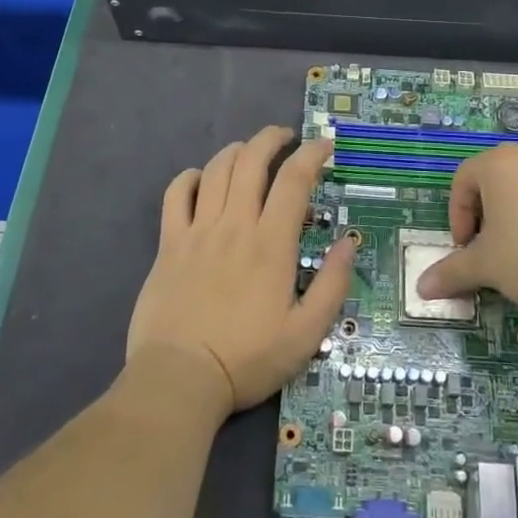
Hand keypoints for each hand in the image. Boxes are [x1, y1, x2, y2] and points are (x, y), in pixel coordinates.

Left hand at [127, 127, 355, 418]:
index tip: (324, 146)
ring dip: (236, 151)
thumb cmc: (247, 359)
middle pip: (251, 160)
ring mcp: (198, 231)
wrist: (179, 379)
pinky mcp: (169, 243)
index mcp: (271, 243)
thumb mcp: (306, 334)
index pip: (294, 181)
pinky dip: (190, 177)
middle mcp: (235, 225)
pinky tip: (201, 179)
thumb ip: (332, 285)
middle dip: (272, 139)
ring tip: (249, 153)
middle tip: (286, 138)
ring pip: (216, 169)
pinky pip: (176, 194)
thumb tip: (348, 243)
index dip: (312, 155)